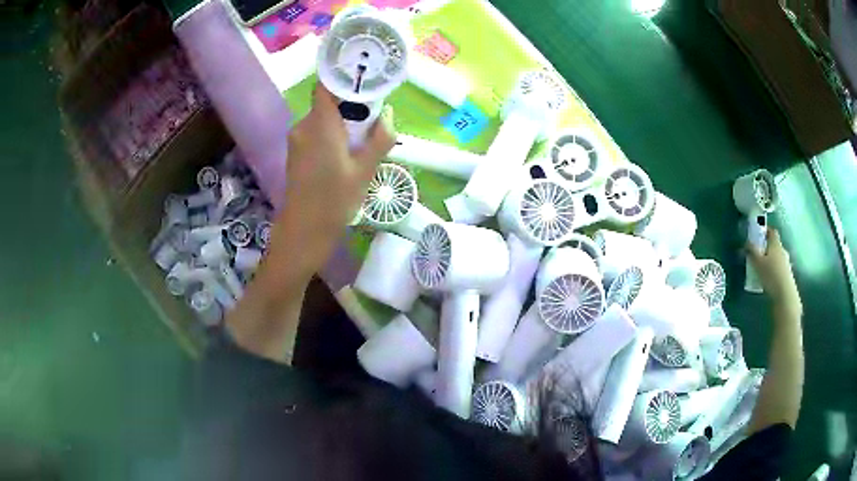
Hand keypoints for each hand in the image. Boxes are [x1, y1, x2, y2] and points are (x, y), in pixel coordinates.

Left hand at [272, 83, 394, 276]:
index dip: (345, 78)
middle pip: (328, 102)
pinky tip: (345, 155)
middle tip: (373, 122)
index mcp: (320, 124)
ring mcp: (297, 139)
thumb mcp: (365, 170)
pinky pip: (317, 132)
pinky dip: (332, 135)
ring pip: (324, 118)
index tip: (367, 81)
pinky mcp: (296, 152)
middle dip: (352, 107)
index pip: (326, 85)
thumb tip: (388, 114)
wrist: (304, 231)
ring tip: (362, 143)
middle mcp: (304, 126)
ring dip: (343, 123)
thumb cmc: (335, 201)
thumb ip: (380, 138)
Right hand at [747, 228, 800, 307]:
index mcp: (775, 243)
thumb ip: (751, 251)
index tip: (758, 233)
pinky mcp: (787, 274)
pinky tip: (768, 277)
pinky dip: (773, 269)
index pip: (771, 231)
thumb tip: (746, 242)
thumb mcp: (757, 263)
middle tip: (758, 252)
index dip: (765, 230)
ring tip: (762, 267)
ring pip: (777, 256)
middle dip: (766, 246)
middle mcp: (782, 250)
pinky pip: (779, 267)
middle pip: (774, 244)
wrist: (785, 294)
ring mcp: (786, 262)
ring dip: (770, 259)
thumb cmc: (770, 275)